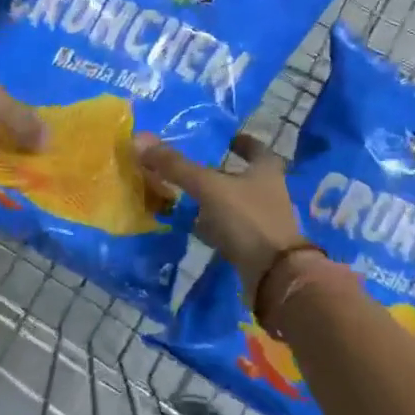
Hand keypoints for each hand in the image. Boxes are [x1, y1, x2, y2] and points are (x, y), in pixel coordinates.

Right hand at [135, 132, 307, 287]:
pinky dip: (212, 226)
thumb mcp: (209, 188)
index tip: (224, 138)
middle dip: (218, 172)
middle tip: (190, 168)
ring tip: (184, 197)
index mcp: (266, 169)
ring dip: (212, 201)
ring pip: (233, 203)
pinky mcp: (253, 245)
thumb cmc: (247, 219)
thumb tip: (140, 139)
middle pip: (241, 176)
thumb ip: (177, 166)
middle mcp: (268, 191)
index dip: (240, 141)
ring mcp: (262, 220)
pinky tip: (194, 228)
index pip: (254, 147)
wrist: (274, 276)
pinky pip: (229, 229)